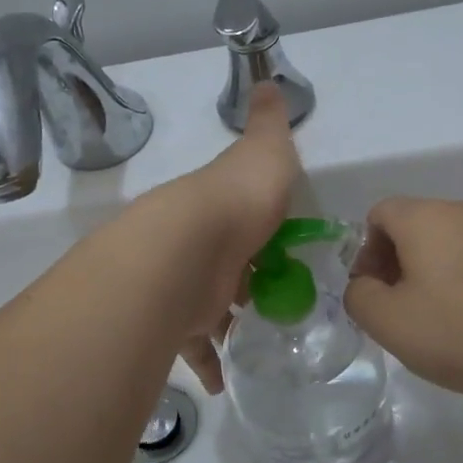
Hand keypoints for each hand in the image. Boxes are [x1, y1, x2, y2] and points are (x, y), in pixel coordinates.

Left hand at [132, 83, 299, 392]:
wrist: (186, 250)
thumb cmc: (236, 202)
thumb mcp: (263, 153)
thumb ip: (269, 123)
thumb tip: (265, 81)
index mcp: (221, 208)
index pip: (242, 218)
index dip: (262, 232)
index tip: (286, 250)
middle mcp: (199, 246)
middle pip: (225, 267)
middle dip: (244, 284)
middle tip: (278, 304)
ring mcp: (185, 287)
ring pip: (207, 310)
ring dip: (225, 327)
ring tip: (256, 344)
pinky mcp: (176, 324)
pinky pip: (193, 349)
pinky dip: (208, 364)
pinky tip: (222, 381)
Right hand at [344, 197, 462, 419]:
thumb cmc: (458, 333)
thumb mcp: (386, 321)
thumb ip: (358, 296)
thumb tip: (366, 286)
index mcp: (427, 216)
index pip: (380, 213)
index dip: (364, 250)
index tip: (371, 292)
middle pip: (415, 226)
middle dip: (396, 262)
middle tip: (396, 309)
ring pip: (449, 245)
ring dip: (430, 275)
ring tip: (435, 322)